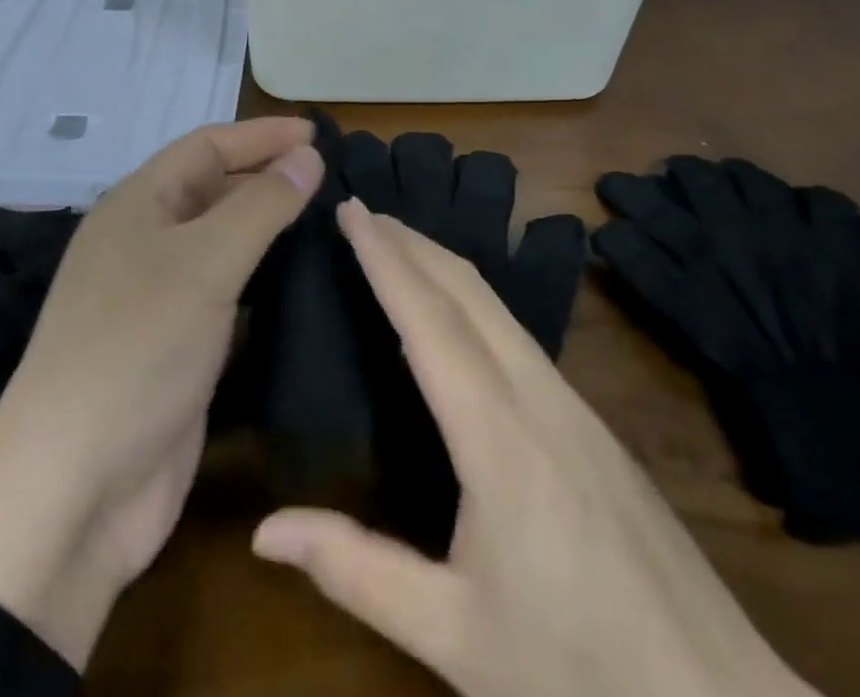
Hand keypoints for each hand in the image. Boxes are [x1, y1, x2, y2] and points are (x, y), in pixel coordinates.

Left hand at [0, 117, 322, 668]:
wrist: (74, 489)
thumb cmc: (137, 348)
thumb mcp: (204, 263)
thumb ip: (260, 206)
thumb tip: (306, 157)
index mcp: (137, 205)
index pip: (207, 147)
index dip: (262, 135)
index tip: (319, 134)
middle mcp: (145, 242)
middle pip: (214, 191)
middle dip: (267, 178)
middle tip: (332, 179)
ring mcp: (159, 299)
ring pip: (222, 245)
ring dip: (269, 232)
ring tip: (329, 224)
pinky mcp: (177, 349)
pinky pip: (227, 297)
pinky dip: (263, 285)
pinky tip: (303, 288)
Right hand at [252, 200, 816, 696]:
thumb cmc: (579, 672)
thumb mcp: (455, 636)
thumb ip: (357, 572)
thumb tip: (265, 530)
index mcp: (498, 438)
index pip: (428, 321)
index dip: (385, 259)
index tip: (350, 210)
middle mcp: (538, 399)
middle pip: (467, 292)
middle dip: (411, 241)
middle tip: (361, 210)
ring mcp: (575, 407)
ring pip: (498, 307)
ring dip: (442, 264)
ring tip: (398, 243)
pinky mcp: (594, 426)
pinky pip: (519, 335)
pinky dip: (472, 298)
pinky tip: (458, 316)